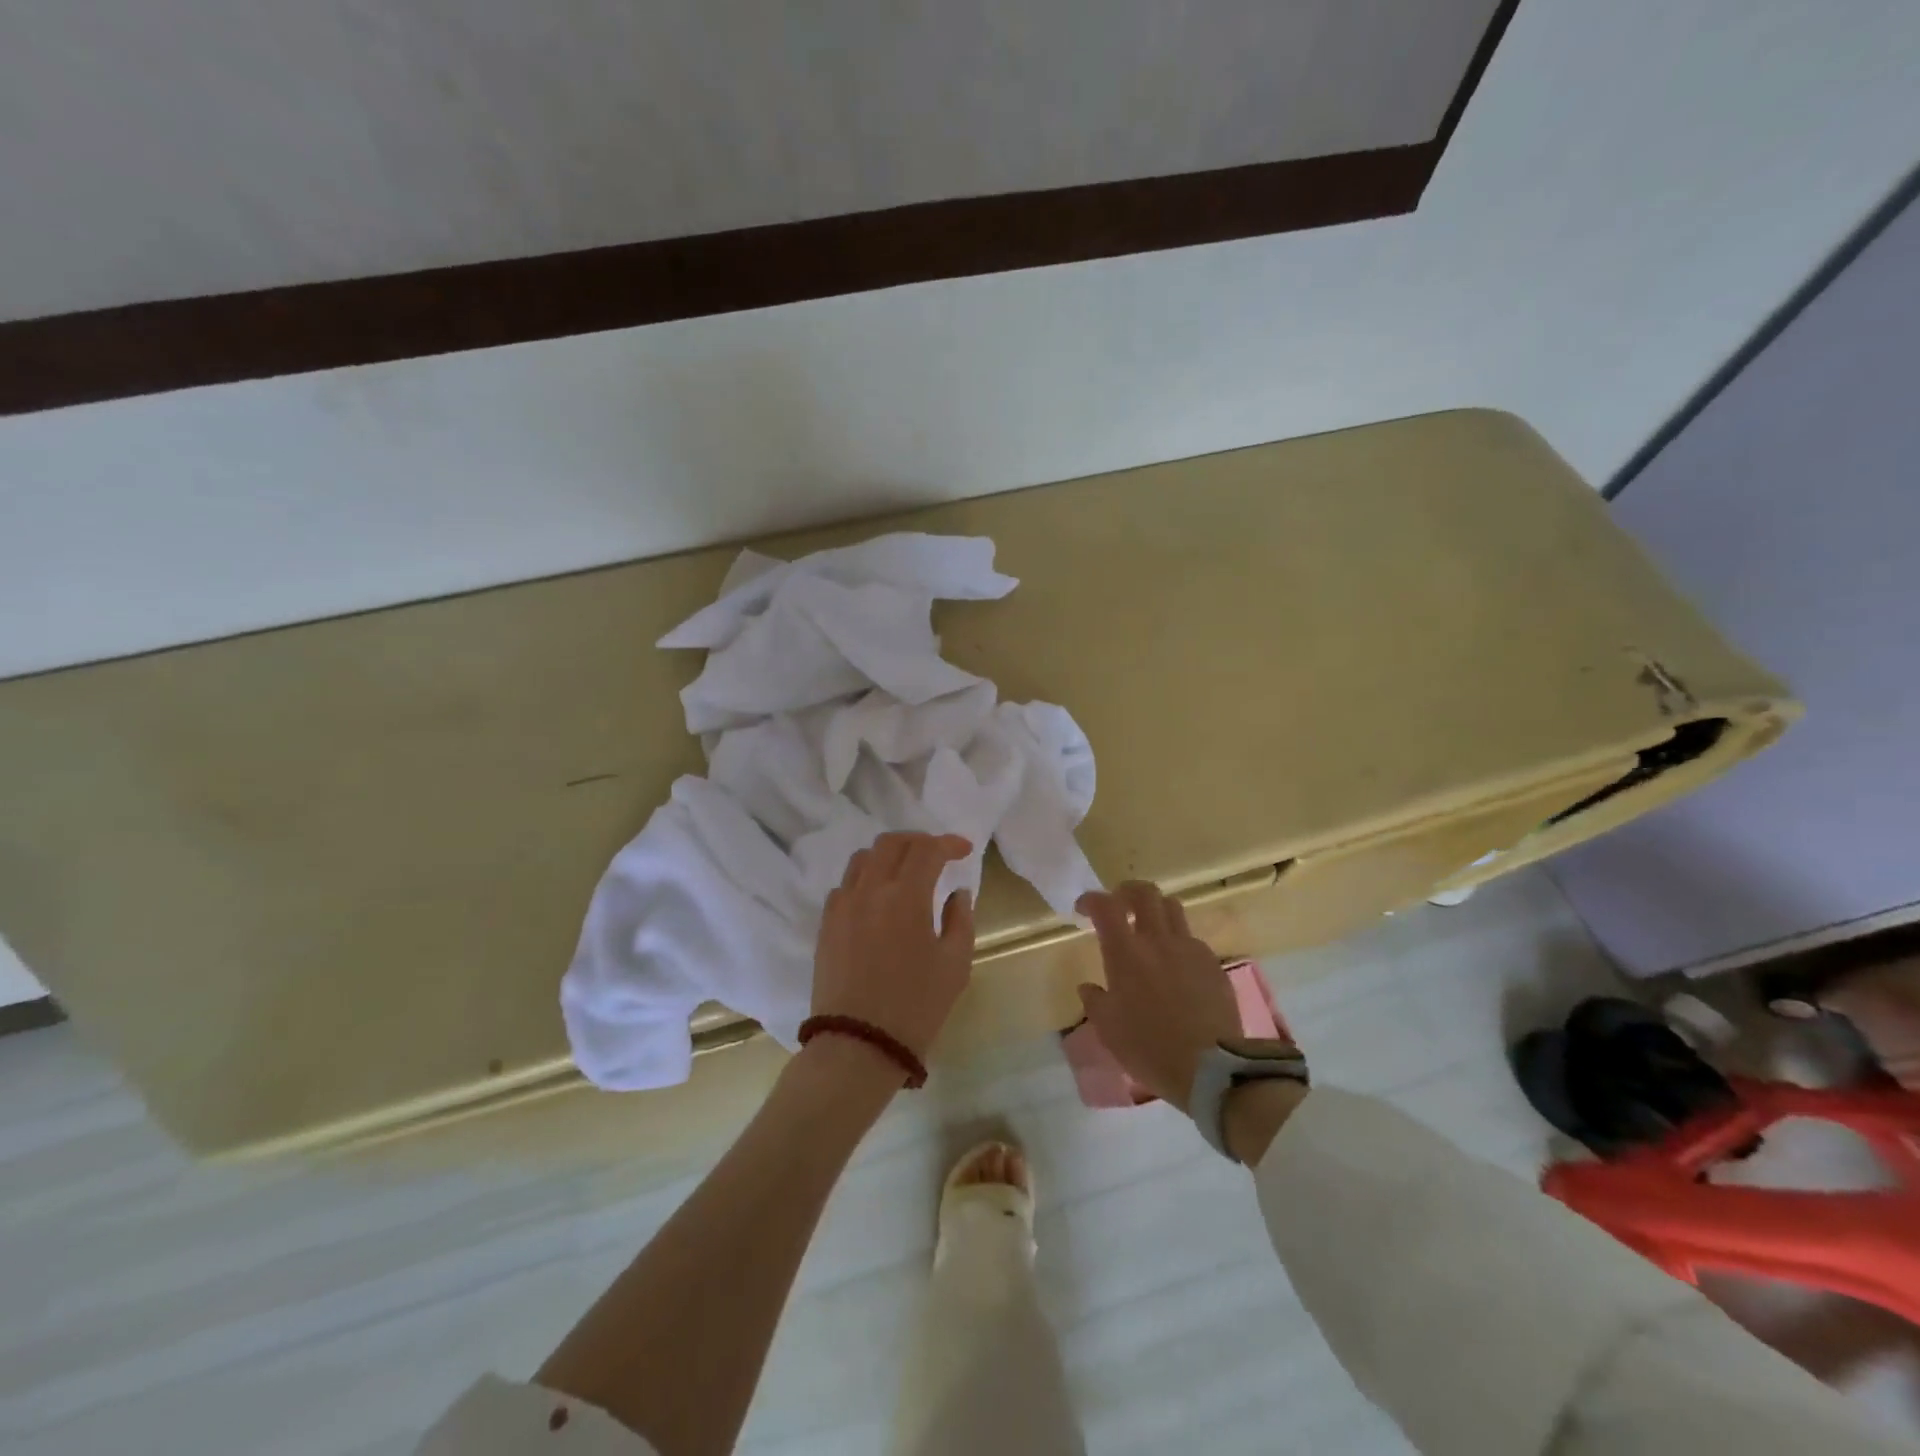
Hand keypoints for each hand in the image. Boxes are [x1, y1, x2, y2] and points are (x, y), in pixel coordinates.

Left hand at [811, 831, 975, 1060]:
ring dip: (889, 856)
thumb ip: (960, 920)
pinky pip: (845, 885)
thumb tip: (957, 893)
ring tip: (905, 872)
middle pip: (891, 843)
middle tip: (937, 855)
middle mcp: (870, 890)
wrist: (859, 1045)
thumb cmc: (916, 1007)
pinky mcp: (826, 924)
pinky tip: (878, 899)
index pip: (927, 850)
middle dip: (918, 841)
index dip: (948, 843)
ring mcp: (843, 905)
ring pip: (863, 858)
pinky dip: (866, 879)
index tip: (964, 851)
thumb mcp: (955, 965)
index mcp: (906, 896)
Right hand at [1075, 881, 1241, 1113]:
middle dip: (1127, 891)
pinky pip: (1192, 939)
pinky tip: (1176, 966)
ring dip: (1156, 910)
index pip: (1105, 906)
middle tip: (1119, 905)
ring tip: (1149, 928)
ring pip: (1173, 908)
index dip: (1091, 900)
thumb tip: (1089, 987)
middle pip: (1145, 893)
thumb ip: (1095, 1001)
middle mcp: (1158, 940)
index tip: (1083, 908)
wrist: (1210, 1069)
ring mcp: (1190, 949)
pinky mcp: (1213, 963)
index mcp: (1126, 952)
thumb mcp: (1109, 1030)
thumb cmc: (1149, 1048)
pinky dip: (1179, 942)